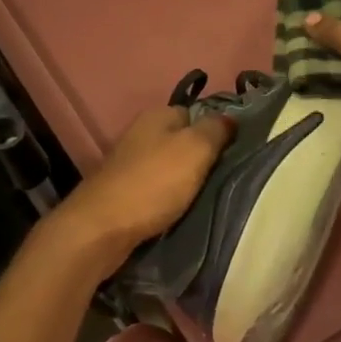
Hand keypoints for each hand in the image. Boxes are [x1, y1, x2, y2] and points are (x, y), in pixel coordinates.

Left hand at [46, 105, 233, 272]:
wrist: (103, 228)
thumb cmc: (154, 184)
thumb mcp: (195, 149)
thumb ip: (216, 130)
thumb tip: (231, 118)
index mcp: (157, 116)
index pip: (196, 113)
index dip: (217, 130)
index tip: (237, 152)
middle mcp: (141, 134)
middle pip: (183, 142)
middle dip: (203, 159)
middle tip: (227, 178)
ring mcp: (129, 164)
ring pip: (170, 167)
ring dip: (187, 182)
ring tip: (210, 198)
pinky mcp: (123, 192)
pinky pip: (157, 190)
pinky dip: (170, 199)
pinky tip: (183, 211)